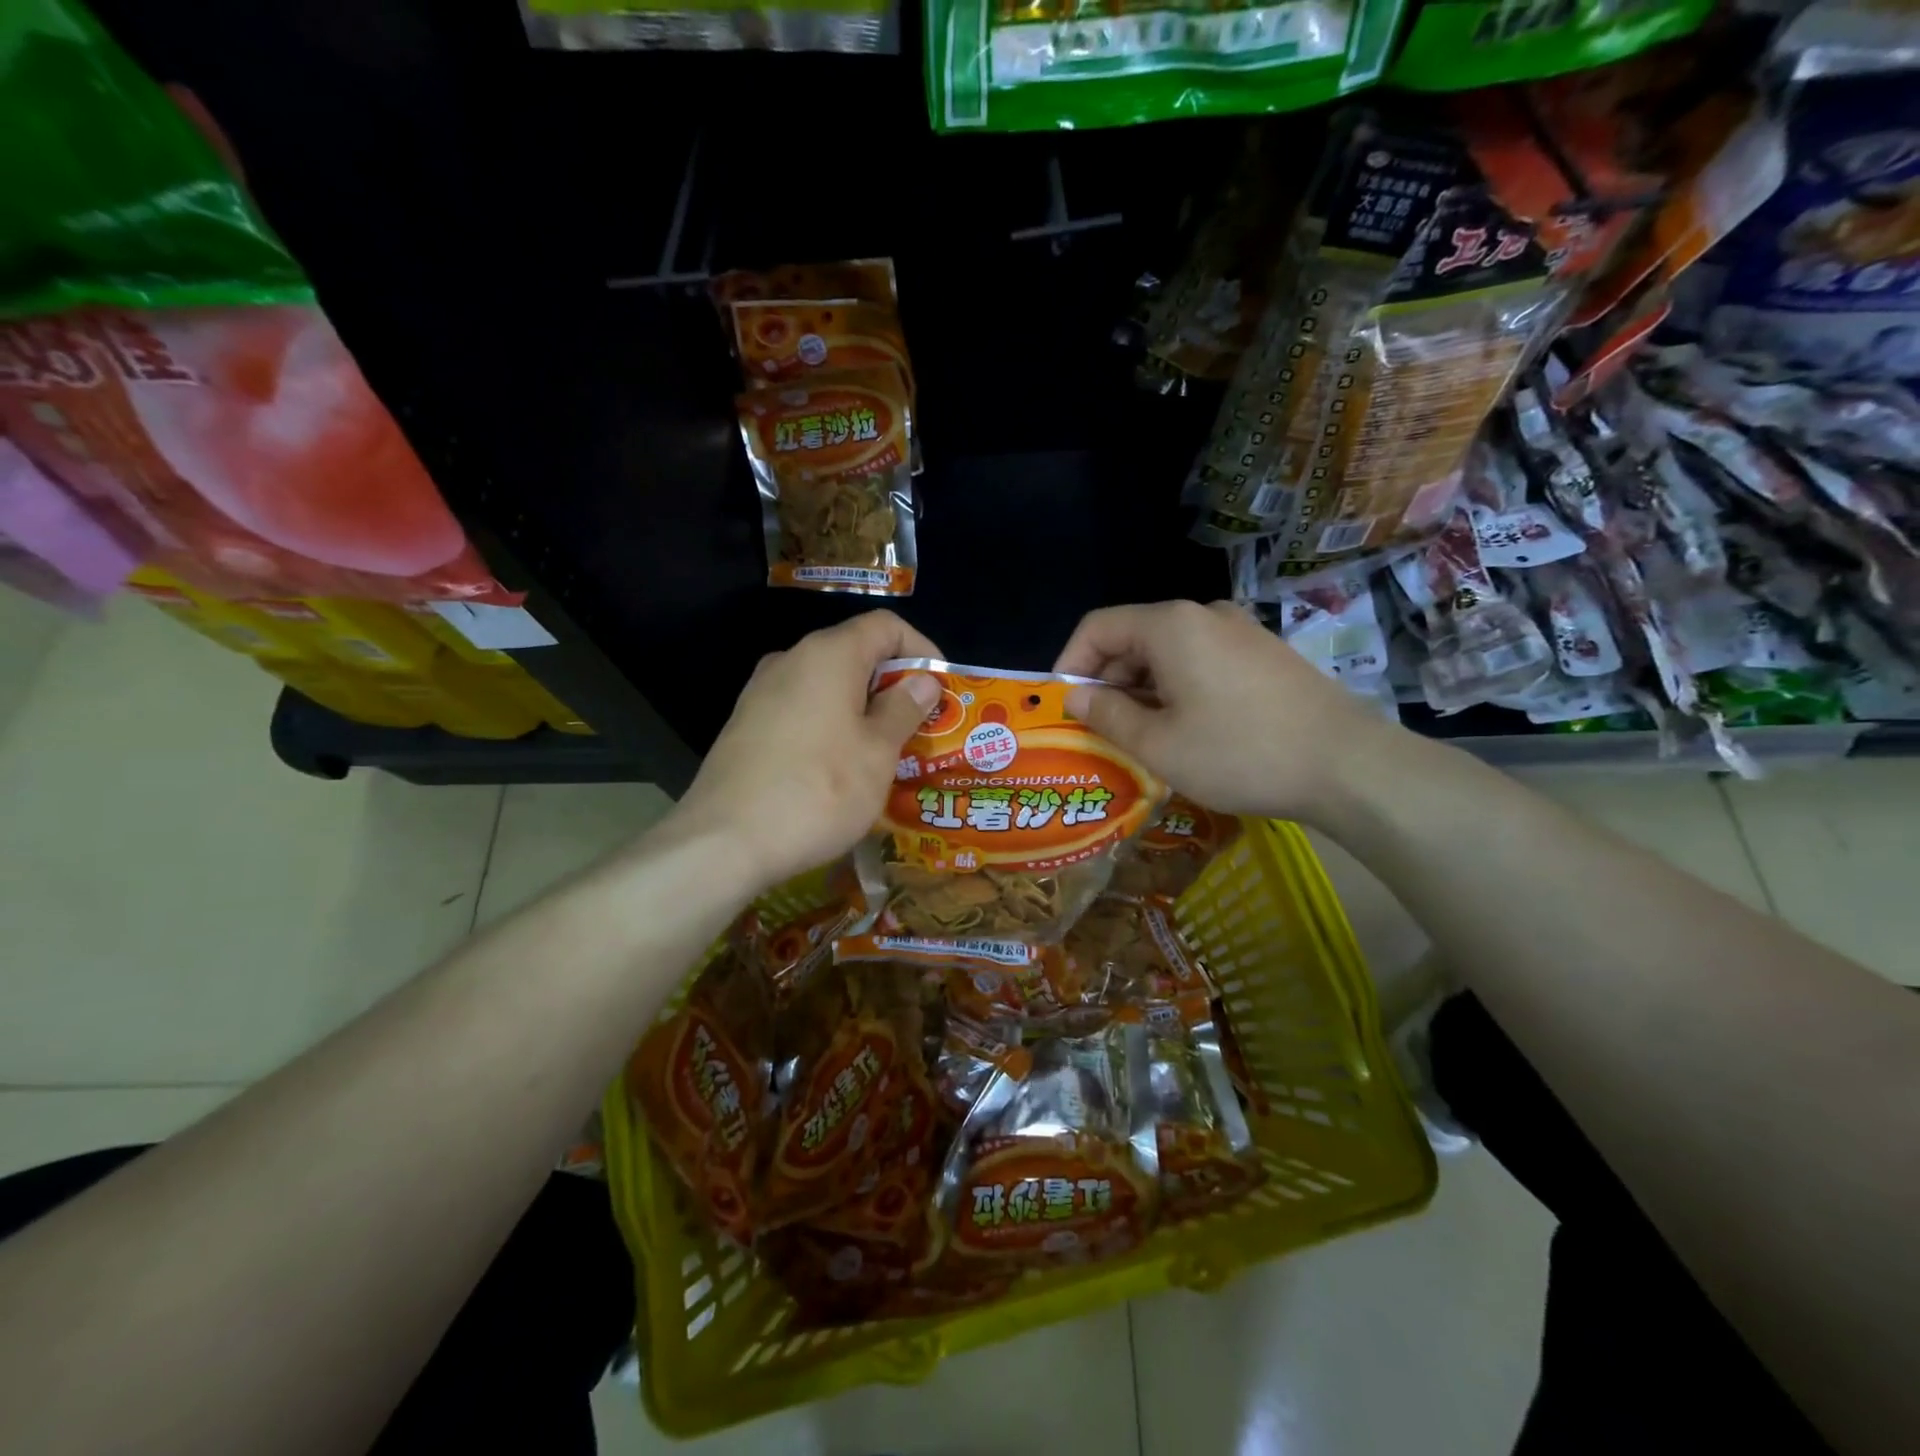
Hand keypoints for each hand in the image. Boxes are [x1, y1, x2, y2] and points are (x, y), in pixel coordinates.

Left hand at [670, 611, 943, 890]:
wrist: (724, 843)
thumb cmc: (818, 791)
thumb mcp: (877, 753)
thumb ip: (903, 709)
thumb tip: (921, 680)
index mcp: (828, 655)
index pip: (886, 626)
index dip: (921, 650)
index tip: (940, 690)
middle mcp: (790, 660)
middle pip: (855, 653)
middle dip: (893, 685)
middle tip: (920, 727)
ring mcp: (761, 693)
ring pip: (827, 685)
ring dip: (862, 709)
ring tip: (885, 752)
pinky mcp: (745, 726)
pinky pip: (801, 711)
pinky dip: (831, 725)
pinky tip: (839, 768)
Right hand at [1054, 599, 1394, 823]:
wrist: (1348, 766)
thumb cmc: (1239, 753)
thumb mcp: (1158, 744)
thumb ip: (1106, 714)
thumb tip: (1074, 695)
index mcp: (1171, 626)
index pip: (1098, 627)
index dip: (1070, 663)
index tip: (1063, 706)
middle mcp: (1204, 615)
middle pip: (1133, 636)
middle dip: (1106, 680)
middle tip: (1099, 729)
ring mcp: (1240, 631)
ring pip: (1168, 652)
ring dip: (1141, 688)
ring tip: (1139, 737)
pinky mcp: (1264, 654)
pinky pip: (1201, 661)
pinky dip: (1176, 688)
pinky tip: (1185, 729)